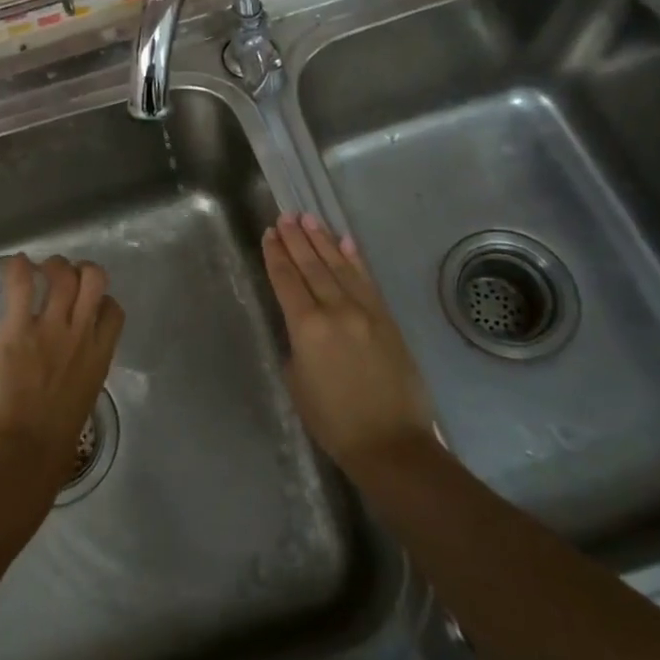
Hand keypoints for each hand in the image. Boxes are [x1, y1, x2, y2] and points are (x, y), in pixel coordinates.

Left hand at [0, 254, 123, 487]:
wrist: (21, 452)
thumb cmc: (53, 444)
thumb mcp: (82, 401)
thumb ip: (80, 375)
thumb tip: (67, 371)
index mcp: (100, 356)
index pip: (113, 310)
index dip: (102, 300)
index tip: (87, 304)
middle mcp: (80, 334)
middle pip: (94, 278)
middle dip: (81, 270)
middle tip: (64, 277)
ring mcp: (50, 328)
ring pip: (62, 273)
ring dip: (53, 265)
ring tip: (39, 270)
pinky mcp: (17, 329)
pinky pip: (22, 284)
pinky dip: (19, 268)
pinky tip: (16, 264)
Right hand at [262, 213, 438, 475]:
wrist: (391, 443)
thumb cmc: (333, 421)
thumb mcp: (297, 382)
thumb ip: (296, 344)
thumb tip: (302, 325)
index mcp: (307, 327)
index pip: (286, 281)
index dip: (276, 256)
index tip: (269, 234)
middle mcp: (336, 310)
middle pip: (311, 266)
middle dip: (296, 239)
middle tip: (285, 216)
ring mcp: (365, 311)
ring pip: (339, 266)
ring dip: (322, 241)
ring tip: (308, 219)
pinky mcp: (387, 318)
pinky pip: (366, 280)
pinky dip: (354, 259)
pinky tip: (345, 242)